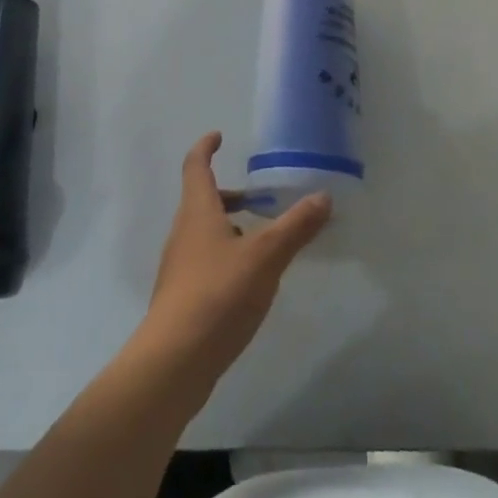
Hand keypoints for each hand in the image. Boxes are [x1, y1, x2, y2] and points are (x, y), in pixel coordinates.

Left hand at [132, 132, 329, 392]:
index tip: (218, 136)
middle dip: (228, 194)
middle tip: (258, 197)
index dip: (205, 147)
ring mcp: (179, 267)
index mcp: (197, 211)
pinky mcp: (182, 298)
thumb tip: (323, 196)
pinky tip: (249, 281)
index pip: (196, 166)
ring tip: (263, 240)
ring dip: (229, 227)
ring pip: (204, 233)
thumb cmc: (218, 295)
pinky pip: (205, 262)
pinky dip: (226, 256)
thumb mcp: (265, 257)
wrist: (174, 362)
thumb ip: (295, 227)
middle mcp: (183, 232)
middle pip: (201, 200)